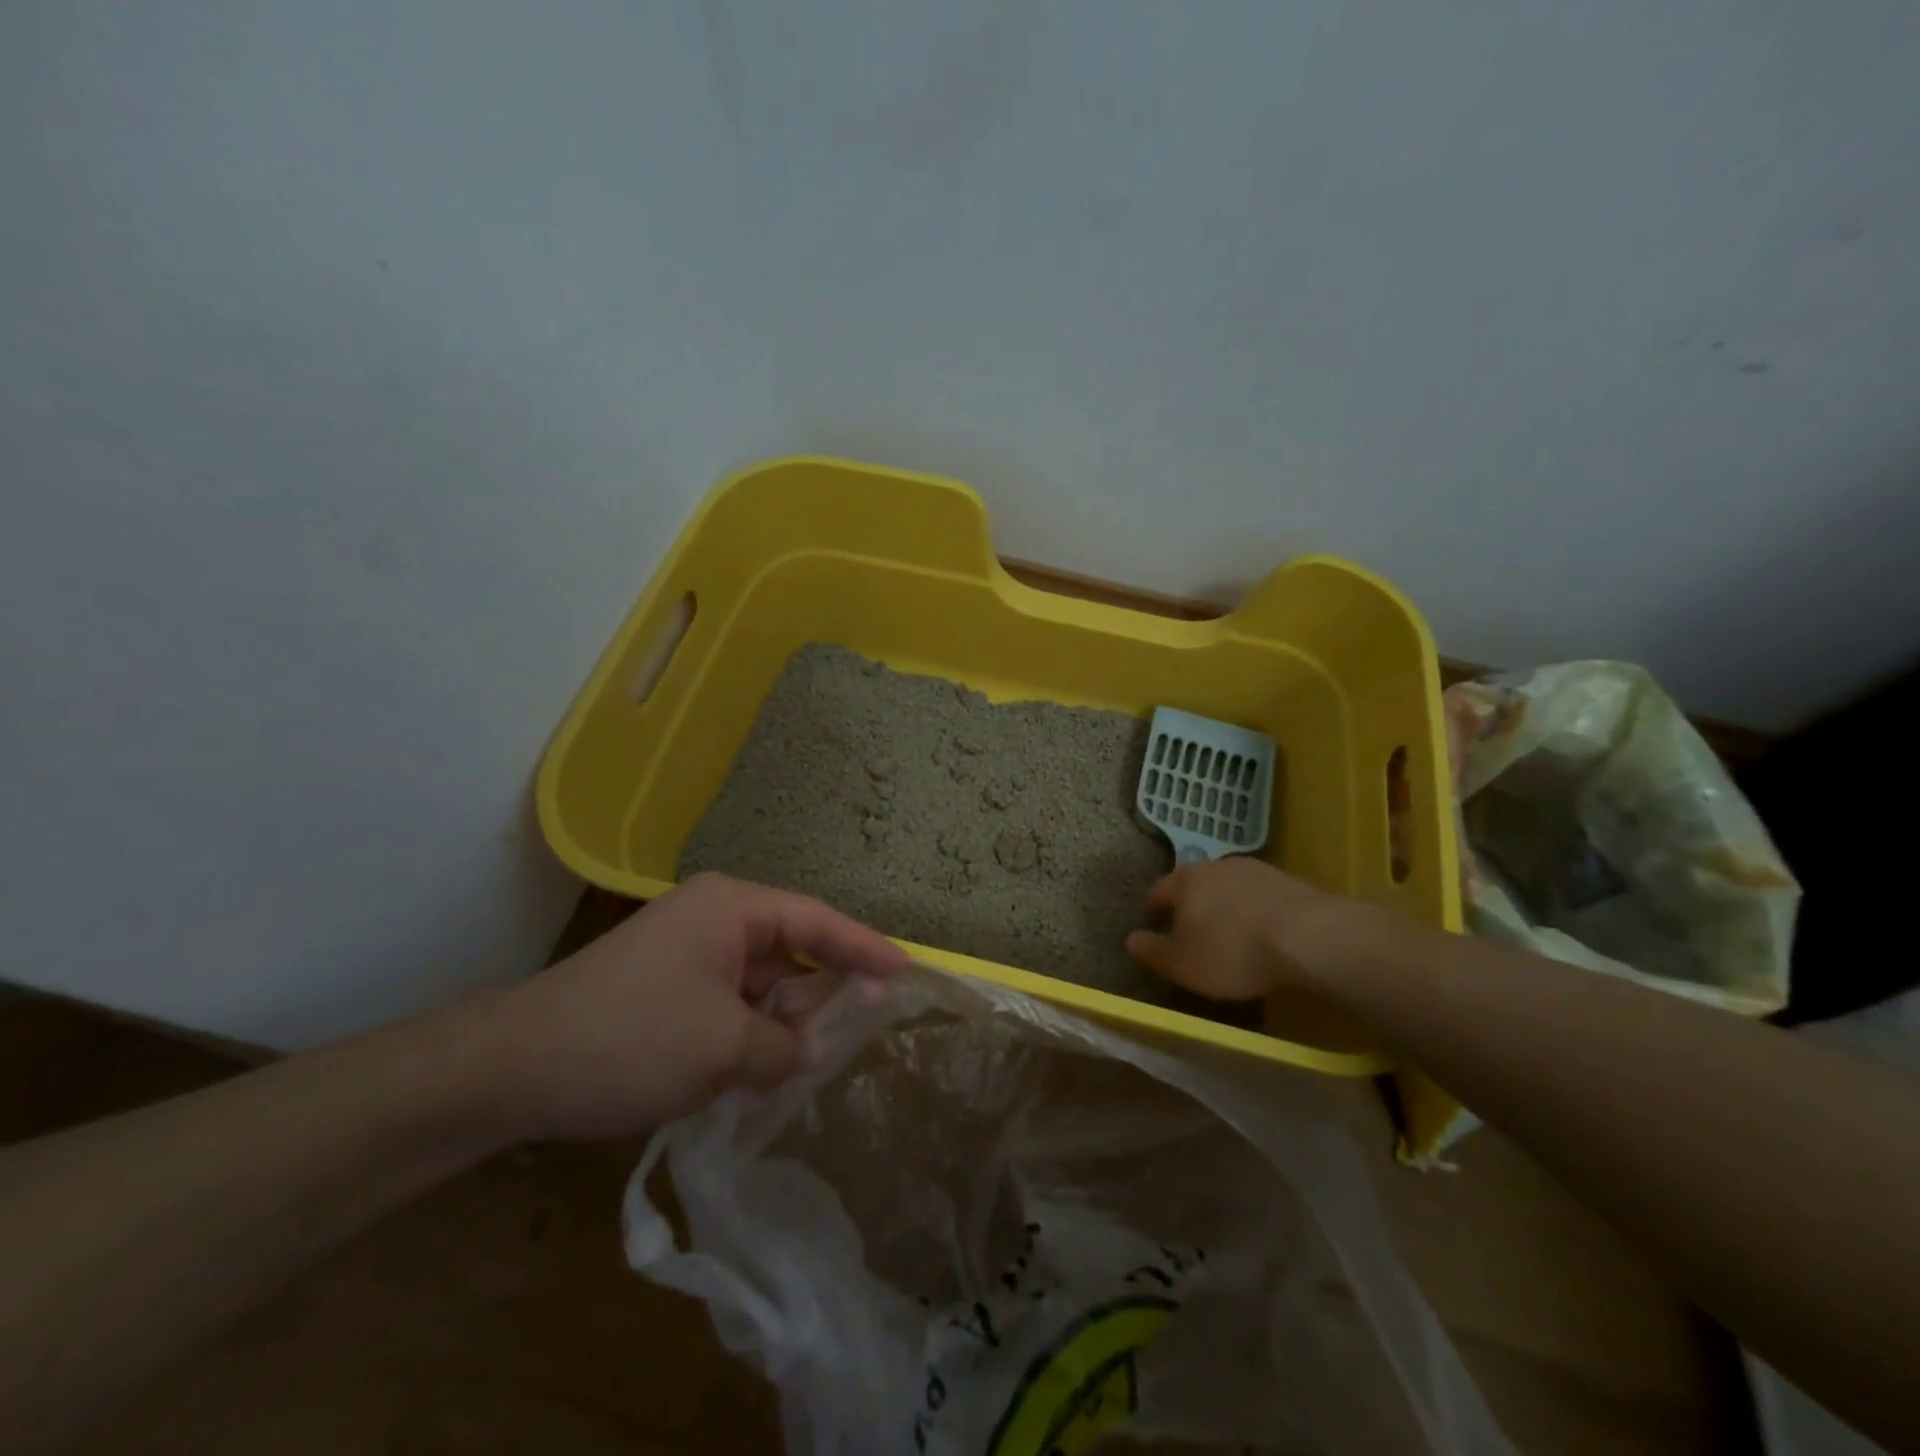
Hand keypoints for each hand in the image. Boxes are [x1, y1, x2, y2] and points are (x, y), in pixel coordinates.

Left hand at [486, 873, 905, 1141]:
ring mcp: (688, 953)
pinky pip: (731, 1003)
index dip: (865, 948)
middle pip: (791, 950)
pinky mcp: (668, 988)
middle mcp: (714, 918)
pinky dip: (751, 1032)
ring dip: (784, 1021)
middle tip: (861, 1032)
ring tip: (809, 1062)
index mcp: (732, 907)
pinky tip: (762, 1069)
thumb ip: (786, 1046)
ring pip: (761, 983)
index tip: (906, 972)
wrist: (513, 1070)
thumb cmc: (632, 1039)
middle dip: (822, 993)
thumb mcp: (725, 1047)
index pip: (817, 921)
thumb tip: (807, 1049)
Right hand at [1124, 858, 1382, 999]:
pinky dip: (1255, 914)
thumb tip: (1131, 940)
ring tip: (1230, 936)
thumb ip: (1153, 951)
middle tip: (1191, 932)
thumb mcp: (1182, 963)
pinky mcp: (1290, 883)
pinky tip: (1264, 936)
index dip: (1152, 909)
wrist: (1308, 937)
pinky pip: (1261, 898)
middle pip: (1196, 885)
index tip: (1152, 925)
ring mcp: (1257, 871)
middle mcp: (1217, 866)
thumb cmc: (1231, 951)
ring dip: (1225, 908)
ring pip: (1230, 889)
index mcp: (1185, 880)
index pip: (1158, 891)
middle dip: (1191, 906)